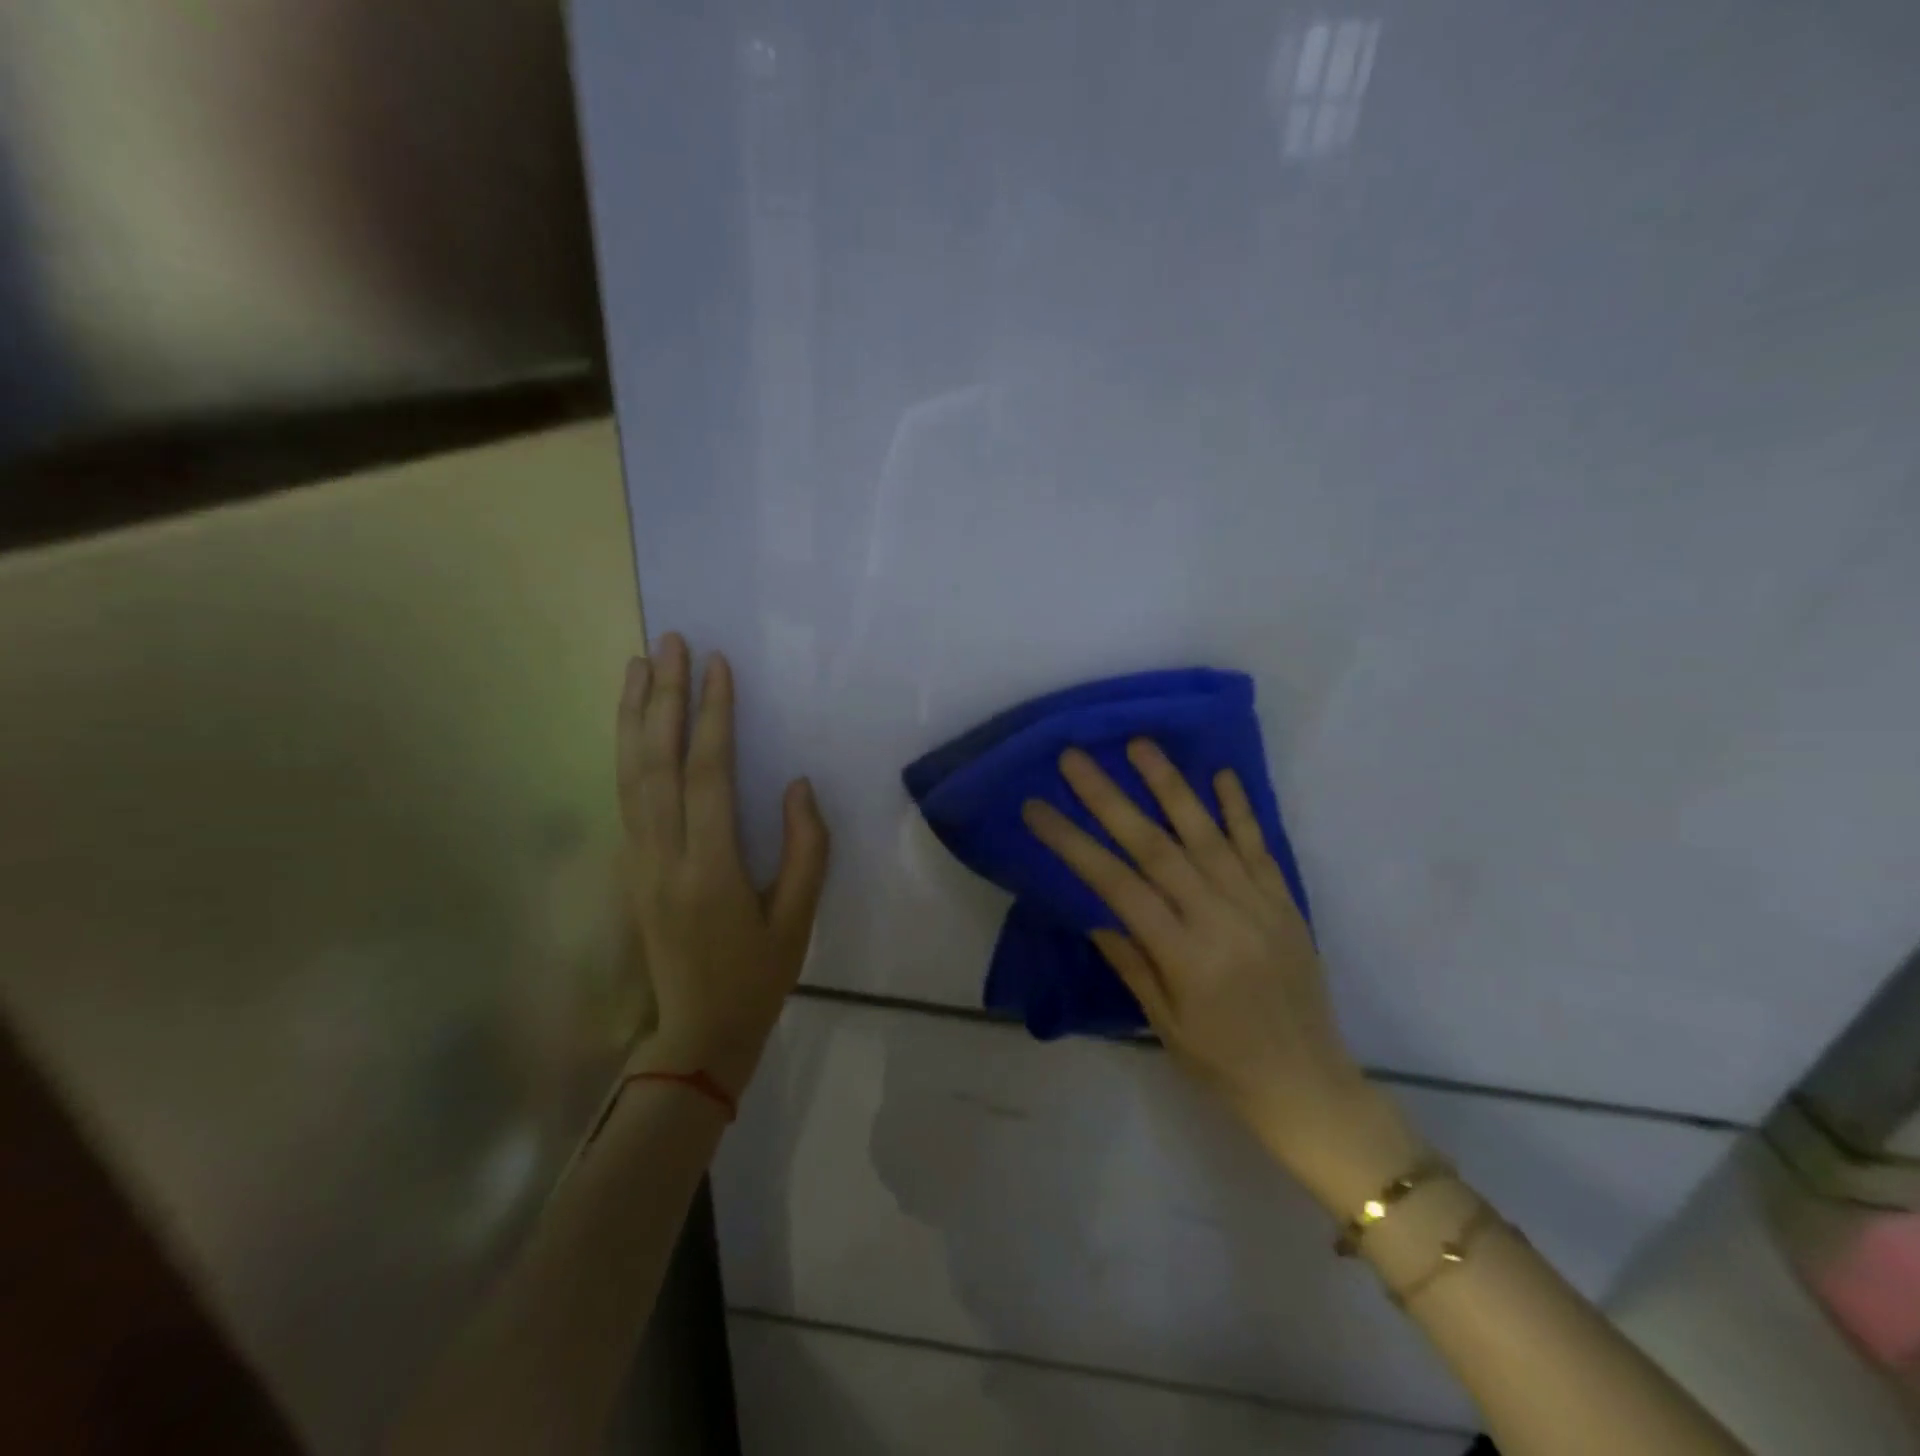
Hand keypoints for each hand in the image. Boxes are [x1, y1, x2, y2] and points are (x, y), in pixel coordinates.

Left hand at [617, 634, 829, 1098]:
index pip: (708, 775)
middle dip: (662, 697)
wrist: (698, 1033)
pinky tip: (631, 724)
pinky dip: (625, 751)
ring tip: (638, 665)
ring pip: (629, 774)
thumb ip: (806, 849)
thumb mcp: (799, 919)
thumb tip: (798, 786)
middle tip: (669, 643)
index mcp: (710, 869)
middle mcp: (664, 856)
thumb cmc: (758, 976)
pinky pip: (624, 796)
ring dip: (632, 715)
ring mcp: (639, 860)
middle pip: (656, 762)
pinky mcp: (632, 866)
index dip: (713, 717)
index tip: (717, 665)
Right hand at [1023, 742, 1418, 1207]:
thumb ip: (1131, 960)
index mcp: (1184, 955)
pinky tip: (1222, 774)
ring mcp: (1258, 905)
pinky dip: (1240, 809)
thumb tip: (1097, 910)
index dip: (1073, 843)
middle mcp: (1220, 919)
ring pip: (1207, 834)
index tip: (1037, 809)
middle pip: (1155, 846)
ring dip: (1171, 785)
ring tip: (1140, 745)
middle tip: (1076, 758)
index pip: (1116, 885)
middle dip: (1109, 798)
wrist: (1309, 1086)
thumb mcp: (1162, 1023)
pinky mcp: (1286, 902)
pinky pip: (1260, 847)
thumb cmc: (1223, 1064)